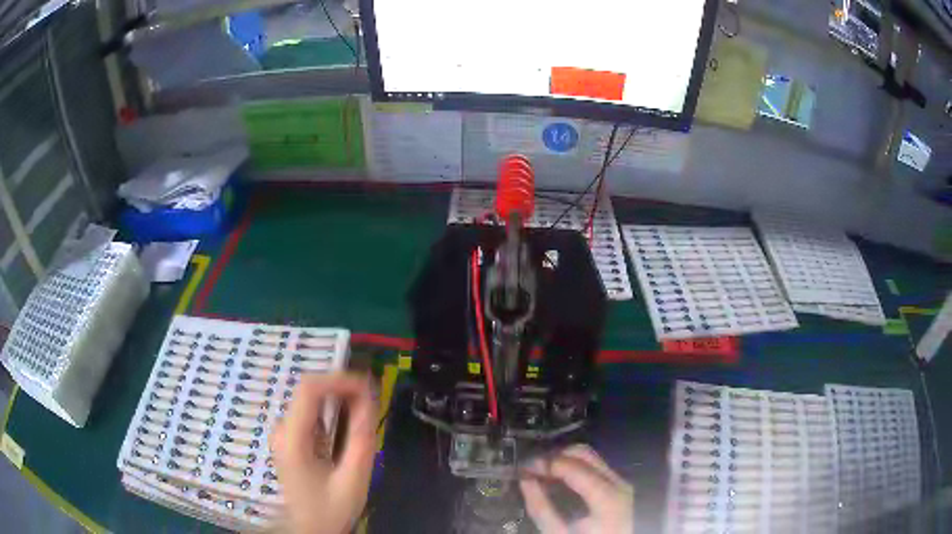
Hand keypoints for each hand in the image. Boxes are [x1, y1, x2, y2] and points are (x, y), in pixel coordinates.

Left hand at [271, 373, 377, 533]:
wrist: (307, 528)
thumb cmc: (329, 509)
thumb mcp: (352, 481)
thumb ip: (361, 441)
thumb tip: (370, 401)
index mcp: (292, 439)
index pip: (310, 389)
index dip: (340, 380)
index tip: (369, 387)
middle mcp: (283, 429)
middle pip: (310, 390)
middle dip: (343, 388)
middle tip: (373, 399)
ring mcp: (284, 432)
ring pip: (311, 398)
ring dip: (339, 397)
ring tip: (365, 410)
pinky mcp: (290, 437)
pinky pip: (312, 412)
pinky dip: (333, 409)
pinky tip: (350, 421)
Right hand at [520, 445, 633, 533]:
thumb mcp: (560, 533)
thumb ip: (541, 508)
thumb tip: (525, 480)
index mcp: (607, 496)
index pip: (572, 465)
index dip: (545, 463)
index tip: (523, 469)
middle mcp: (618, 482)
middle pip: (583, 453)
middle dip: (555, 457)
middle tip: (532, 469)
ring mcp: (620, 482)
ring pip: (590, 457)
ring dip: (564, 460)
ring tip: (543, 473)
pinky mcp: (618, 485)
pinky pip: (595, 466)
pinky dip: (574, 467)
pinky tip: (559, 479)